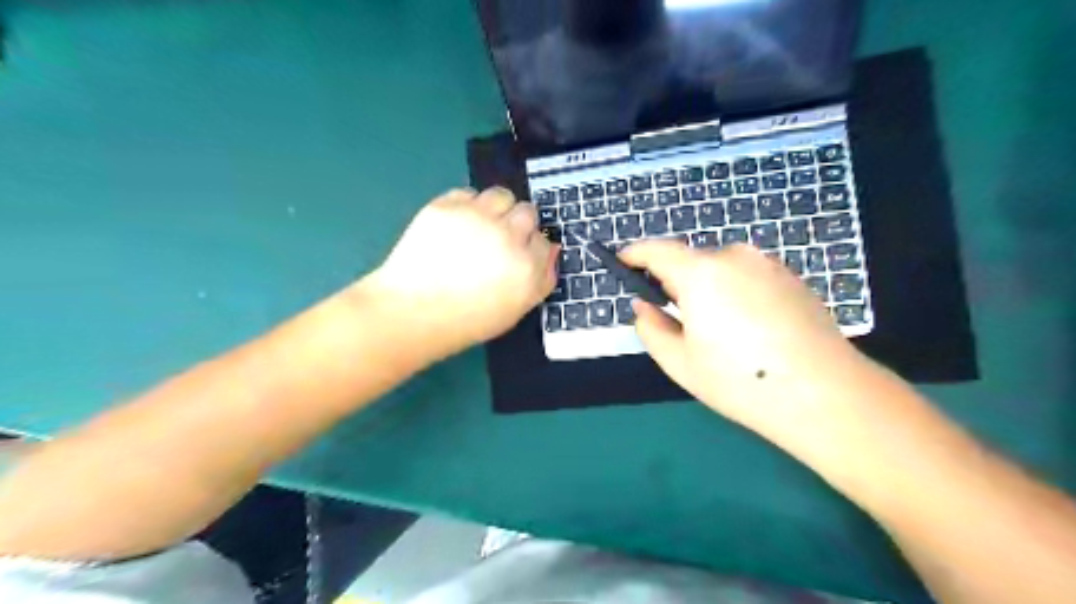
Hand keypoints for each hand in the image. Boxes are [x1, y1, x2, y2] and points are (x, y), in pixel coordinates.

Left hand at [366, 186, 558, 358]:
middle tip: (500, 240)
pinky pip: (468, 193)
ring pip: (502, 195)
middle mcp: (508, 236)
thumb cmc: (467, 321)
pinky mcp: (447, 206)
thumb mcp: (516, 310)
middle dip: (519, 224)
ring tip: (481, 226)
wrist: (412, 312)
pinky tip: (457, 226)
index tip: (518, 255)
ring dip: (497, 208)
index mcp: (527, 266)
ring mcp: (476, 217)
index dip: (531, 247)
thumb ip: (542, 279)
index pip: (544, 240)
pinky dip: (467, 206)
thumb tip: (551, 249)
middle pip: (528, 212)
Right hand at [623, 241, 873, 442]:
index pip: (657, 251)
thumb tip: (644, 306)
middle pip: (692, 262)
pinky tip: (750, 332)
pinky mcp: (792, 278)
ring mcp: (768, 265)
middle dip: (677, 283)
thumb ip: (650, 328)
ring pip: (722, 270)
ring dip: (709, 290)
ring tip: (720, 333)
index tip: (623, 263)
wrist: (824, 394)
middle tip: (678, 320)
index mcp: (701, 273)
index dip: (635, 254)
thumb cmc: (740, 380)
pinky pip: (748, 278)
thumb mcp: (680, 362)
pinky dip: (736, 294)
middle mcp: (735, 257)